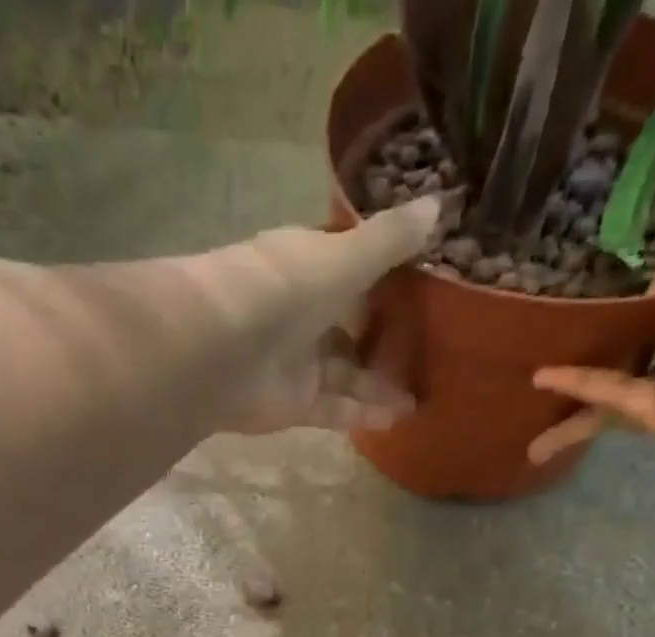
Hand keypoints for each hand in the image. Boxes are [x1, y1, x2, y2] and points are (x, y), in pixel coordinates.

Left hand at [213, 195, 442, 434]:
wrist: (215, 351)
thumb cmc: (280, 290)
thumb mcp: (343, 259)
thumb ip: (388, 241)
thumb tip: (439, 201)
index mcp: (309, 266)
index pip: (351, 266)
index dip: (386, 272)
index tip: (427, 280)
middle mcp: (303, 313)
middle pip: (351, 326)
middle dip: (385, 338)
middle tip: (432, 348)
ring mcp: (298, 362)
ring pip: (346, 373)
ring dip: (379, 384)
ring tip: (421, 394)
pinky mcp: (294, 404)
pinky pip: (336, 408)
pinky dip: (363, 413)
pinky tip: (398, 417)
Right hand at [529, 223, 654, 473]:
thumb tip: (649, 293)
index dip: (652, 290)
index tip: (615, 286)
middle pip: (644, 344)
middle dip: (608, 343)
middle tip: (561, 338)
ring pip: (617, 382)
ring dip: (576, 384)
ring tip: (528, 382)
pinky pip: (612, 398)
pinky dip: (578, 389)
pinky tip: (542, 380)